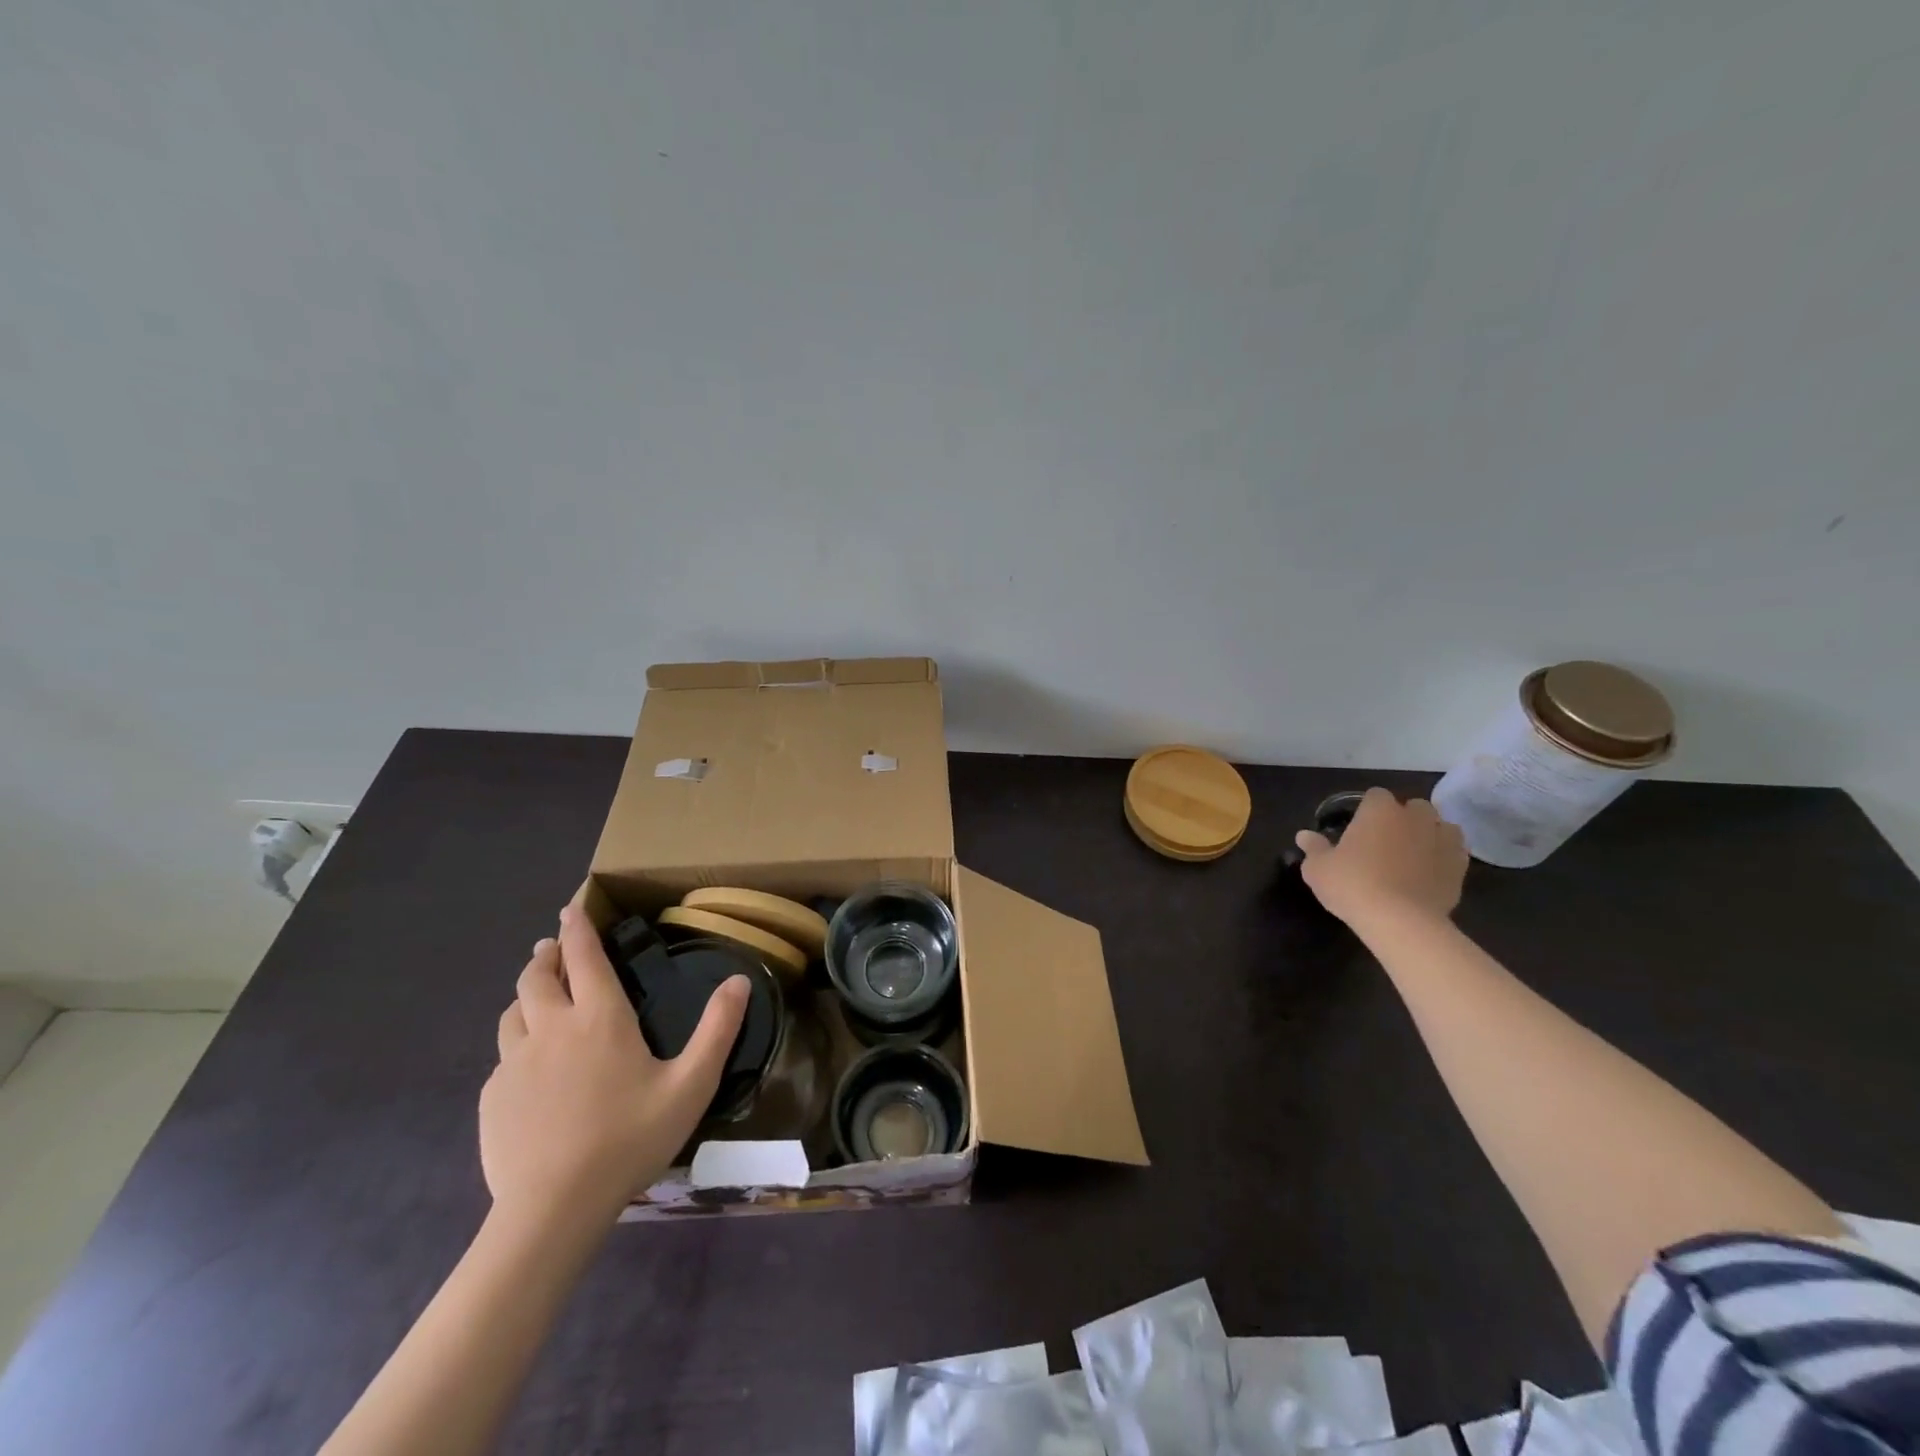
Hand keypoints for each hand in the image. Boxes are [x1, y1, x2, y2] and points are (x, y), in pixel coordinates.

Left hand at [480, 903, 747, 1228]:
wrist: (552, 1210)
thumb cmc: (629, 1139)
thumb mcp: (691, 1085)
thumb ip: (718, 1030)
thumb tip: (739, 980)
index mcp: (600, 1019)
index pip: (584, 957)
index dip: (577, 928)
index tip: (569, 908)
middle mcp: (552, 1029)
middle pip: (537, 977)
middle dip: (546, 955)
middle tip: (552, 949)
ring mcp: (514, 1064)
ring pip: (513, 1013)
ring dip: (526, 995)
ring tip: (537, 998)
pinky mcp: (492, 1098)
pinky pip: (503, 1057)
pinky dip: (516, 1044)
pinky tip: (529, 1067)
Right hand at [1295, 787, 1467, 928]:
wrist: (1400, 921)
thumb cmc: (1352, 885)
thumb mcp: (1318, 868)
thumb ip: (1314, 848)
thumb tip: (1304, 835)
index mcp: (1379, 810)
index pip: (1376, 795)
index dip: (1367, 808)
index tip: (1359, 827)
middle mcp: (1415, 818)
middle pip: (1414, 806)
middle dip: (1404, 817)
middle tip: (1386, 840)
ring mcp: (1442, 840)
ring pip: (1442, 826)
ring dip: (1430, 833)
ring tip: (1414, 853)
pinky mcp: (1460, 866)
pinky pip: (1455, 852)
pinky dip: (1444, 856)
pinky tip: (1430, 871)